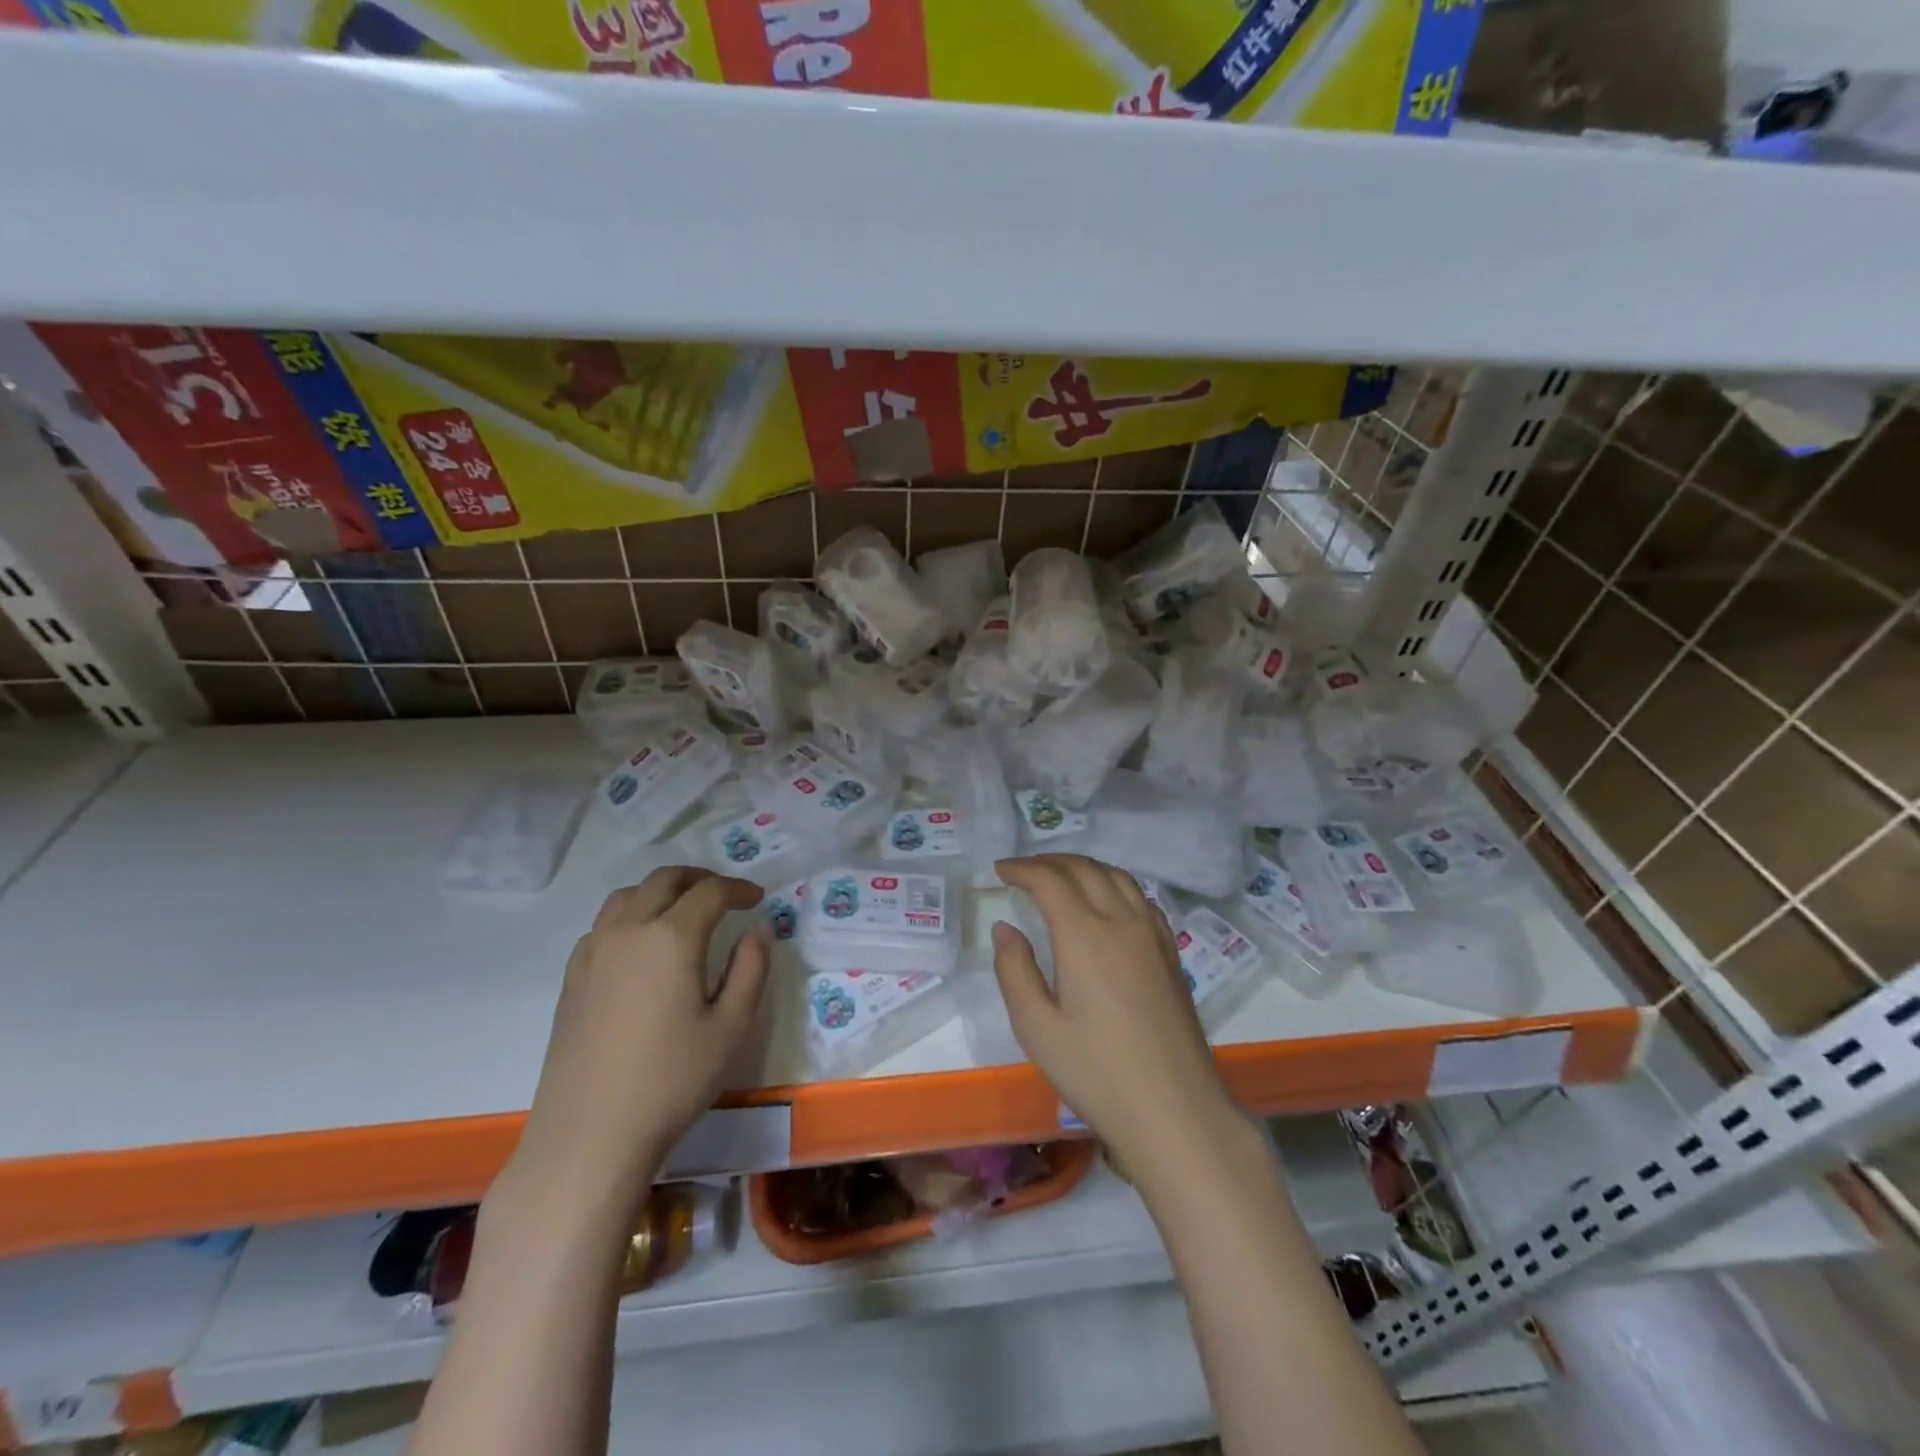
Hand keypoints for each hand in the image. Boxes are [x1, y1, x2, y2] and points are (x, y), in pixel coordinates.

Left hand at [514, 868, 770, 1202]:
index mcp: (671, 937)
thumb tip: (759, 929)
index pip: (710, 892)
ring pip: (628, 895)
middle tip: (725, 896)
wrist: (589, 1134)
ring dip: (661, 891)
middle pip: (664, 880)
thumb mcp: (731, 1026)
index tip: (757, 899)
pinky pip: (604, 924)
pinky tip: (644, 946)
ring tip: (683, 910)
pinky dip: (631, 915)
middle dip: (700, 879)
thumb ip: (751, 969)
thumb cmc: (672, 1080)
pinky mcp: (573, 976)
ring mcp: (593, 952)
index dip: (738, 889)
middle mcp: (628, 930)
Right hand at [991, 855, 1241, 1177]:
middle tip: (1022, 871)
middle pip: (1084, 869)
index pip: (1050, 880)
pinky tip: (1105, 903)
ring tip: (1059, 878)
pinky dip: (1114, 884)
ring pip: (1117, 876)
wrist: (1175, 1109)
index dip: (1022, 869)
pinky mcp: (1171, 952)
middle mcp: (1122, 921)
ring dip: (1083, 867)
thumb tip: (1005, 927)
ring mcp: (1152, 934)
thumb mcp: (1036, 1028)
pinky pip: (1140, 897)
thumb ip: (1014, 970)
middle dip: (1049, 861)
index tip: (999, 869)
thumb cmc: (1096, 1072)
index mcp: (1085, 935)